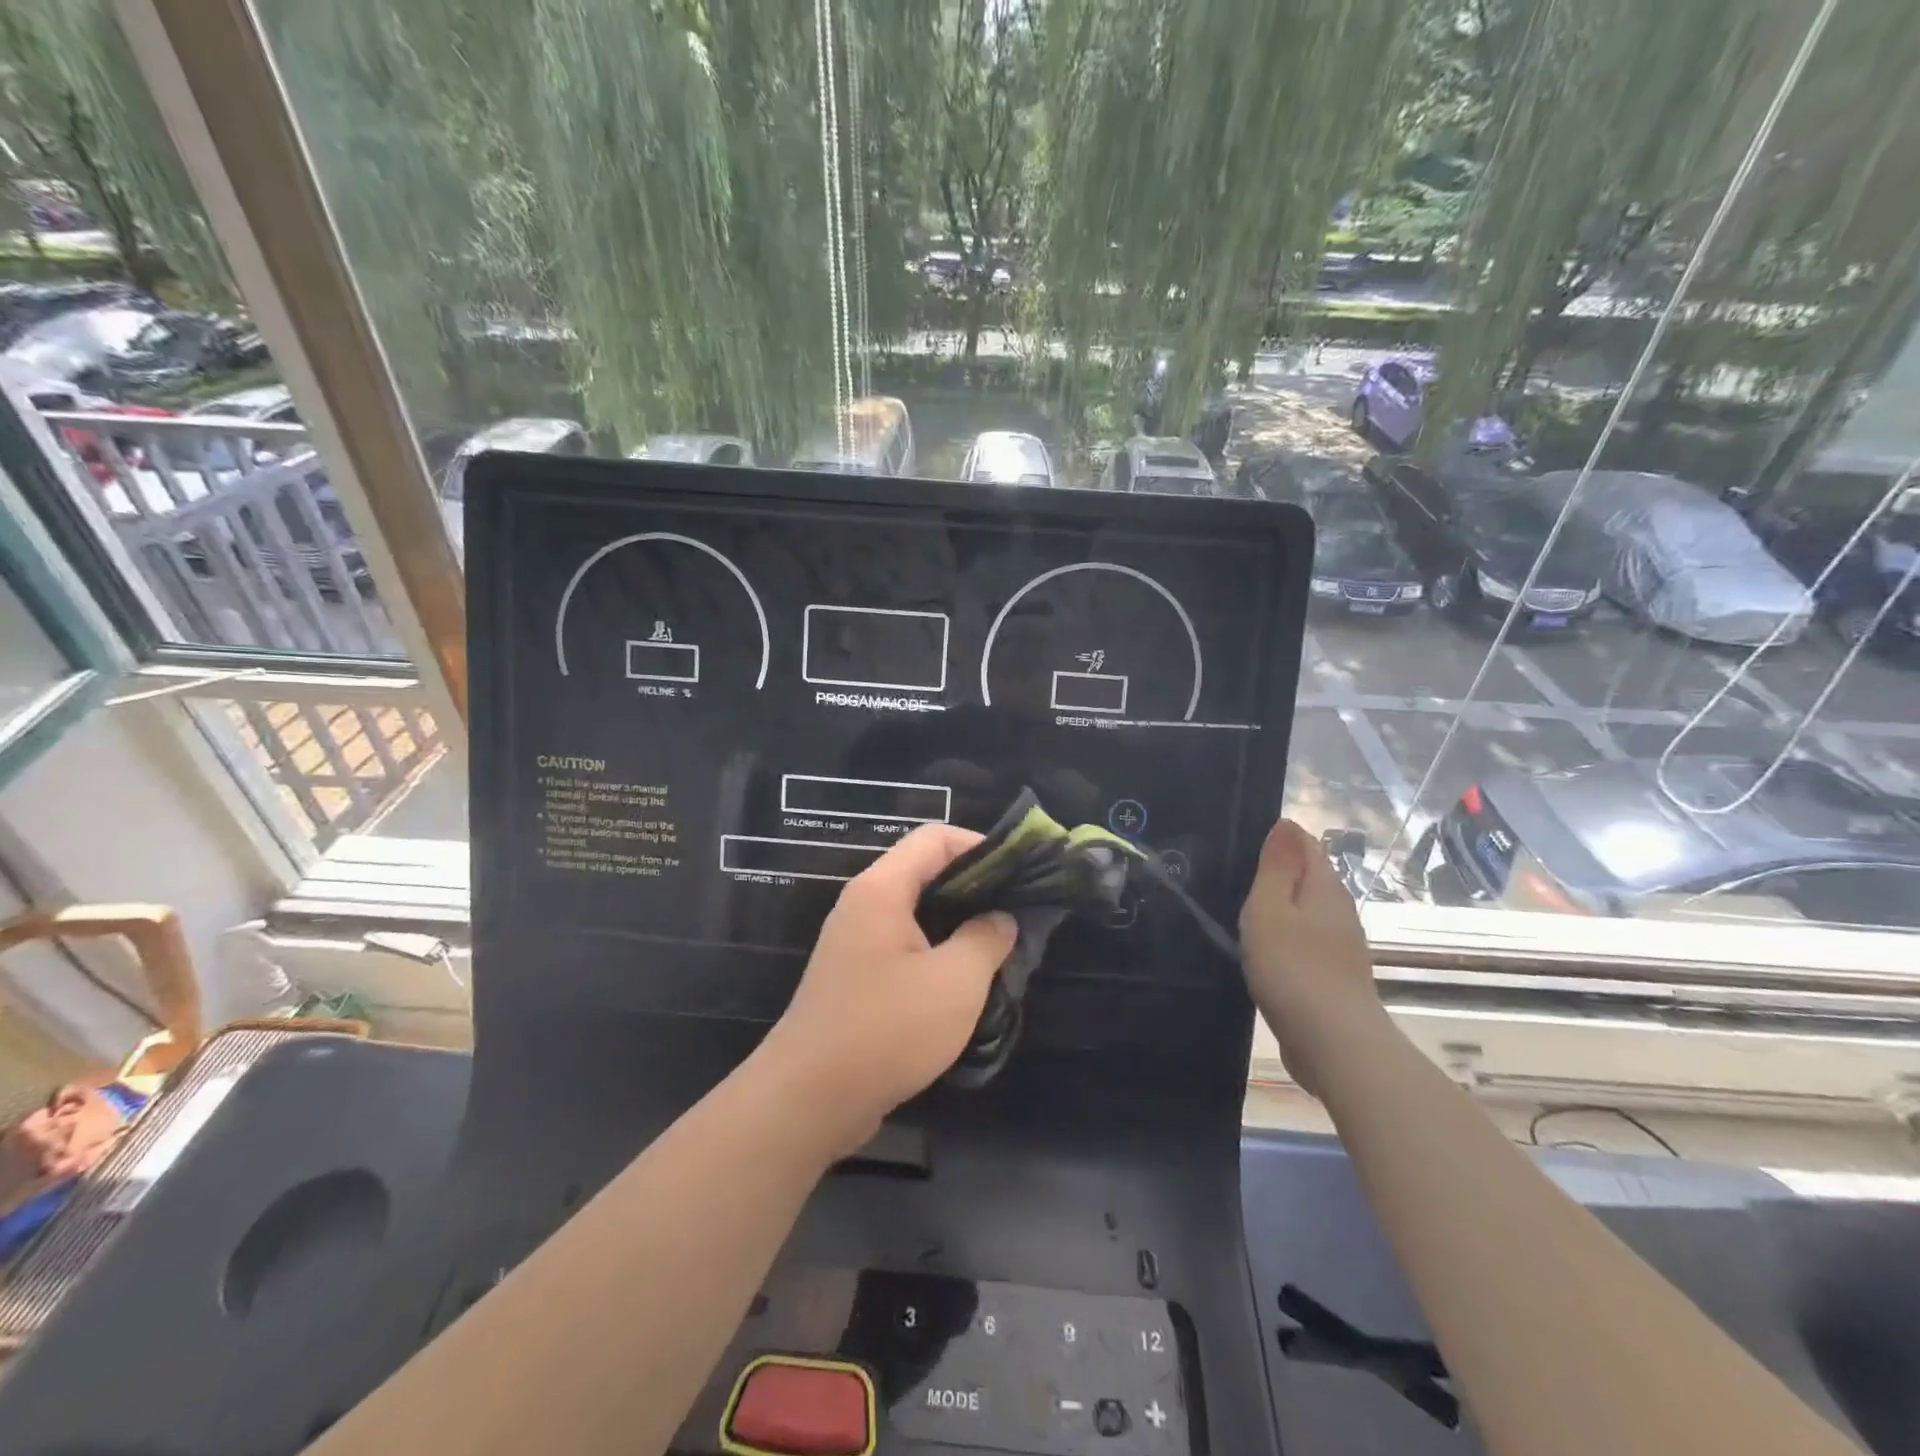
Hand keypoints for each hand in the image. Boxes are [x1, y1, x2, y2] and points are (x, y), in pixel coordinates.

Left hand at [754, 824, 1016, 1153]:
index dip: (979, 844)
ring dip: (959, 925)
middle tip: (1017, 912)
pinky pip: (905, 947)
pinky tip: (967, 982)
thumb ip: (986, 939)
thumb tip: (1001, 918)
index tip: (1018, 872)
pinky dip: (938, 953)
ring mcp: (856, 943)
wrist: (808, 1100)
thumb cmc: (885, 1029)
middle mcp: (864, 905)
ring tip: (1000, 948)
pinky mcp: (856, 978)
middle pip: (925, 872)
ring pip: (917, 913)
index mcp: (882, 890)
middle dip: (975, 887)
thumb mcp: (954, 982)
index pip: (934, 838)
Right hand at [1238, 818, 1384, 1093]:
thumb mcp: (1270, 909)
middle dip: (1277, 872)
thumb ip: (1276, 867)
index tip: (1243, 842)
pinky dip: (1285, 938)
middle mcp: (1339, 911)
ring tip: (1241, 910)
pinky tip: (1263, 950)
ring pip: (1306, 912)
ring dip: (1280, 908)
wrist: (1334, 1044)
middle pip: (1309, 878)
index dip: (1279, 838)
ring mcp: (1340, 947)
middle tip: (1234, 875)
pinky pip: (1305, 942)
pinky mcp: (1332, 977)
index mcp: (1325, 888)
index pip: (1307, 846)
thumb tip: (1286, 823)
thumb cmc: (1293, 968)